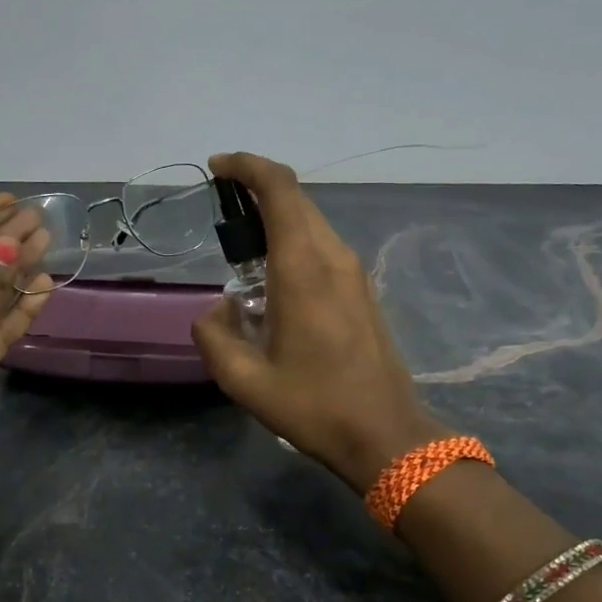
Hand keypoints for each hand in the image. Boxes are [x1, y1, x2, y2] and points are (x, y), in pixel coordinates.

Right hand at [191, 152, 445, 493]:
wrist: (386, 435)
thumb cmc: (314, 406)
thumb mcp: (244, 381)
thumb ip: (214, 336)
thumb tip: (215, 310)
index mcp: (303, 269)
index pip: (280, 189)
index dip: (247, 166)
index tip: (217, 168)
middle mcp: (333, 258)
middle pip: (297, 199)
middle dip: (257, 188)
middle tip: (222, 207)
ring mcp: (354, 273)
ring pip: (312, 221)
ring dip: (276, 217)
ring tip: (242, 244)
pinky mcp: (363, 291)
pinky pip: (323, 246)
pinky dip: (294, 240)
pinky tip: (273, 276)